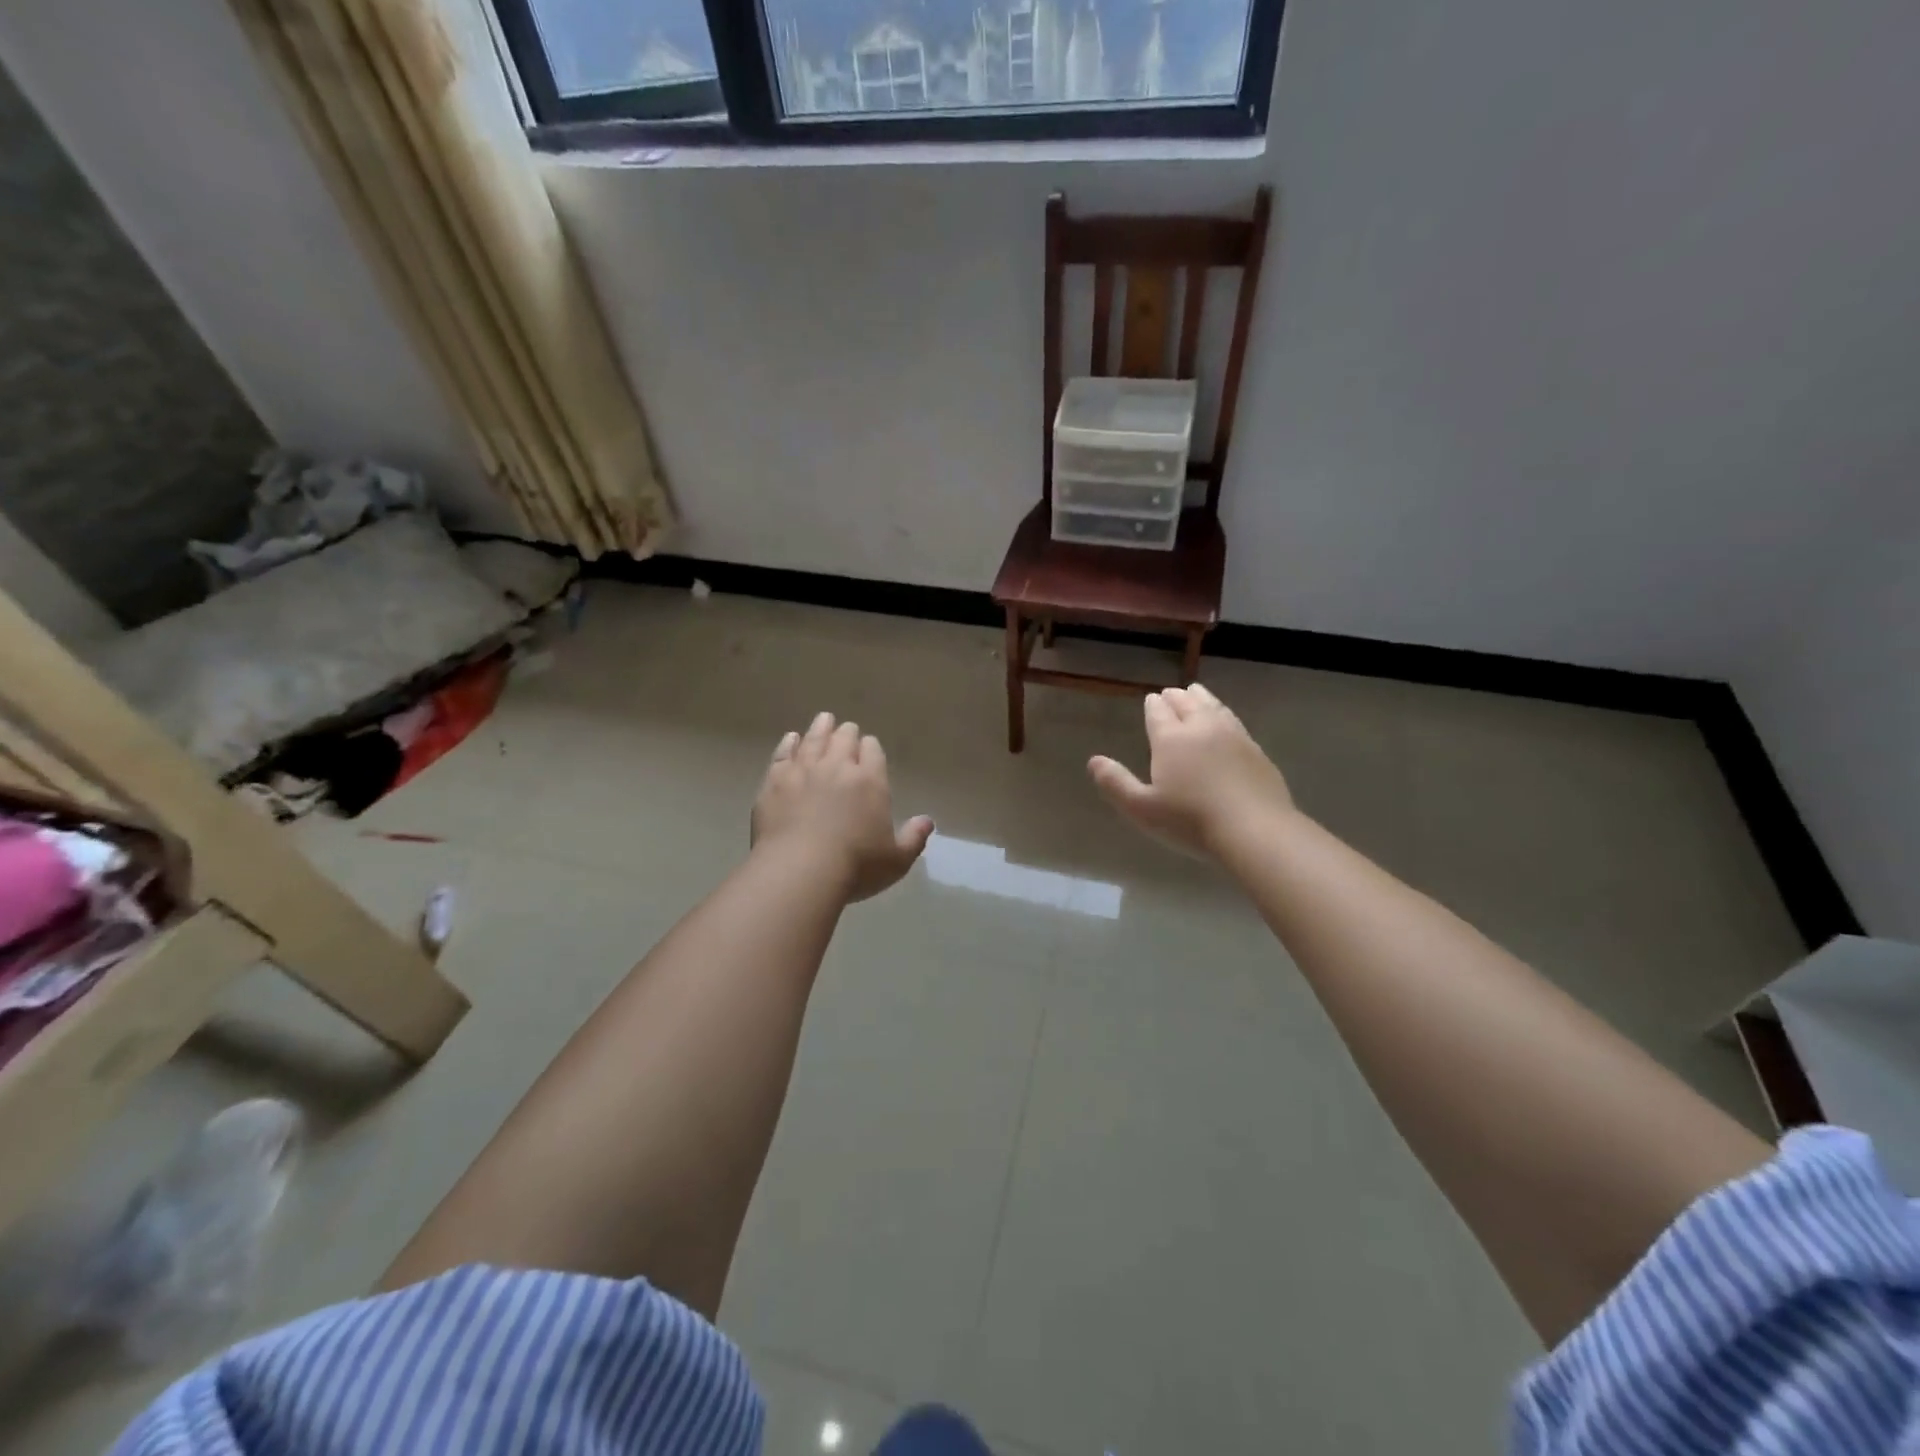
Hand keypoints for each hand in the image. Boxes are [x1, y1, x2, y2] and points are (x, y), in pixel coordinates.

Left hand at [752, 712, 934, 901]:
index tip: (869, 747)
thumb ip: (914, 838)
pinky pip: (783, 754)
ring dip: (821, 728)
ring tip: (824, 719)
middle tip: (847, 730)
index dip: (871, 747)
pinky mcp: (774, 782)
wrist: (800, 871)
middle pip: (843, 739)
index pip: (873, 751)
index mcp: (870, 781)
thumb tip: (927, 821)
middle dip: (847, 733)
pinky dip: (789, 744)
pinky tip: (791, 739)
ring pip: (814, 740)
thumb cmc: (856, 867)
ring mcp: (803, 771)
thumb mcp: (897, 860)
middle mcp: (837, 767)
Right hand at [1088, 684, 1292, 855]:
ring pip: (1213, 707)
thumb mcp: (1142, 809)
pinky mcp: (1256, 749)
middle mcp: (1202, 728)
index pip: (1158, 713)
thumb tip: (1093, 760)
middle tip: (1169, 695)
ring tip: (1195, 693)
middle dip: (1175, 698)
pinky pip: (1235, 721)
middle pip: (1187, 703)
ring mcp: (1233, 736)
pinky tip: (1225, 721)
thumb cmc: (1191, 821)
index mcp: (1171, 739)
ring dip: (1201, 698)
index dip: (1152, 705)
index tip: (1150, 700)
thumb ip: (1116, 783)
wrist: (1254, 830)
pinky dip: (1223, 713)